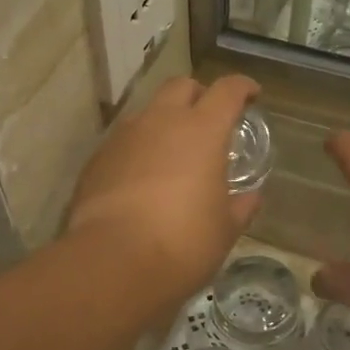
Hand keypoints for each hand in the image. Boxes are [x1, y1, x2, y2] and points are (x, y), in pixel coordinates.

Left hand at [66, 75, 262, 306]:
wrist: (112, 262)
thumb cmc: (183, 243)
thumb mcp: (224, 230)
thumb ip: (241, 206)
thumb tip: (251, 197)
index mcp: (202, 131)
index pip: (227, 90)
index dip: (242, 87)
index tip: (251, 95)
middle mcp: (161, 122)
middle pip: (181, 86)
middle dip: (199, 95)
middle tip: (209, 120)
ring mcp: (124, 137)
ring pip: (148, 112)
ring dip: (164, 123)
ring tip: (173, 154)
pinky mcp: (97, 159)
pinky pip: (124, 142)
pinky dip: (139, 150)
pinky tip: (142, 179)